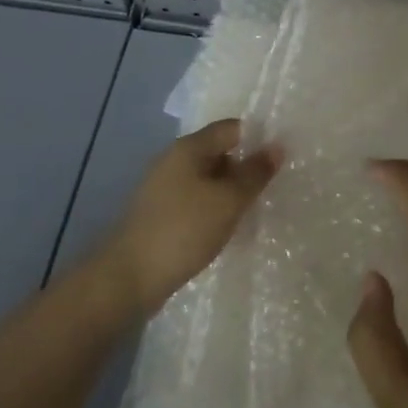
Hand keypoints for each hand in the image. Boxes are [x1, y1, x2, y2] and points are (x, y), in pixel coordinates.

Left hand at [101, 118, 279, 316]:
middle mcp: (173, 160)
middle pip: (219, 152)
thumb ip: (255, 173)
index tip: (279, 159)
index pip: (231, 128)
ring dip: (229, 191)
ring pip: (207, 179)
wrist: (128, 279)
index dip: (258, 139)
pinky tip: (224, 228)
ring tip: (251, 211)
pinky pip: (194, 200)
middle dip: (244, 168)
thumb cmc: (184, 230)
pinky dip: (212, 208)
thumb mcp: (229, 200)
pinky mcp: (159, 213)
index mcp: (188, 148)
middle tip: (269, 189)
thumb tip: (277, 147)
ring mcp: (163, 188)